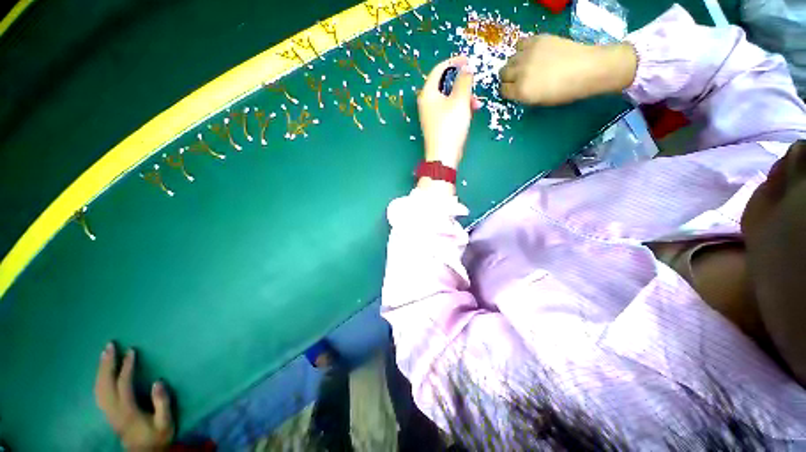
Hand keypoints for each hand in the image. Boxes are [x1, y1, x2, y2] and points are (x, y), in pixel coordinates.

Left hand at [95, 343, 173, 450]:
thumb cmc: (157, 436)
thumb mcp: (165, 422)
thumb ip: (162, 403)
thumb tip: (158, 381)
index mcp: (127, 411)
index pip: (123, 384)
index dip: (126, 367)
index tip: (131, 351)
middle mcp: (113, 410)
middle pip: (105, 384)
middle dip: (106, 364)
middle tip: (110, 346)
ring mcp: (108, 412)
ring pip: (98, 388)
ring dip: (101, 369)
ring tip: (105, 354)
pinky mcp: (107, 413)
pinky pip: (98, 393)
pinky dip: (98, 379)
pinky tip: (101, 373)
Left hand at [418, 56, 482, 169]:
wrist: (443, 156)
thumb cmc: (450, 126)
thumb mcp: (459, 100)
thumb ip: (464, 81)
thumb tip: (466, 68)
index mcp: (428, 93)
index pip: (439, 69)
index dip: (454, 62)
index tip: (468, 60)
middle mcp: (427, 102)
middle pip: (445, 84)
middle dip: (462, 84)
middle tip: (474, 86)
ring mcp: (431, 115)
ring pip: (449, 98)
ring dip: (463, 97)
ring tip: (476, 105)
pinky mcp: (437, 125)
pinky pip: (448, 110)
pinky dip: (459, 108)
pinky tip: (470, 113)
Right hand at [500, 35, 637, 104]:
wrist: (588, 69)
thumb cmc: (565, 91)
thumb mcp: (539, 101)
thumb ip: (523, 95)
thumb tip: (516, 89)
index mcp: (521, 91)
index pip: (503, 90)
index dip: (508, 90)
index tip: (514, 89)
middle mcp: (520, 72)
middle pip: (503, 73)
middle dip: (509, 77)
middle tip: (519, 77)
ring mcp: (528, 54)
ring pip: (510, 59)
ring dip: (515, 63)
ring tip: (526, 65)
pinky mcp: (537, 40)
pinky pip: (520, 44)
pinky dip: (522, 49)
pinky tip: (531, 53)